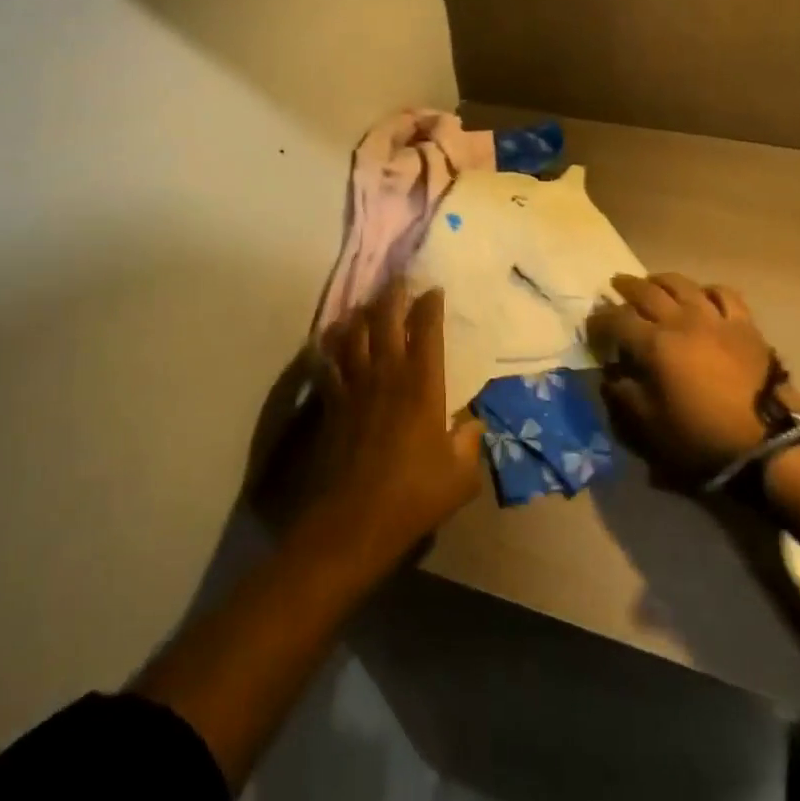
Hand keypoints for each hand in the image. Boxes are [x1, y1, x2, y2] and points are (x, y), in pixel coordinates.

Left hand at [294, 280, 485, 577]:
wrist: (353, 522)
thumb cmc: (413, 497)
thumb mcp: (460, 478)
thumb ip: (470, 444)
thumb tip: (473, 424)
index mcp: (422, 385)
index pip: (427, 330)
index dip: (430, 305)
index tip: (434, 289)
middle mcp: (387, 374)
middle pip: (385, 319)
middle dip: (393, 294)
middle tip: (399, 279)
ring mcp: (354, 385)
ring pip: (354, 333)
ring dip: (361, 313)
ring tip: (367, 303)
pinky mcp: (330, 401)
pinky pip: (327, 361)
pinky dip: (328, 344)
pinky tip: (330, 337)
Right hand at [588, 272, 799, 487]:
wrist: (770, 443)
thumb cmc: (702, 438)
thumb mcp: (649, 427)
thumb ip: (623, 395)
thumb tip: (610, 374)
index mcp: (654, 344)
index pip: (617, 320)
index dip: (599, 320)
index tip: (591, 326)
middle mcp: (681, 321)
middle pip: (646, 292)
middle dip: (625, 287)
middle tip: (614, 287)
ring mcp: (714, 318)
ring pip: (682, 285)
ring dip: (661, 280)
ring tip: (652, 282)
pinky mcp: (744, 325)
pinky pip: (724, 294)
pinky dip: (707, 290)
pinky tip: (701, 295)